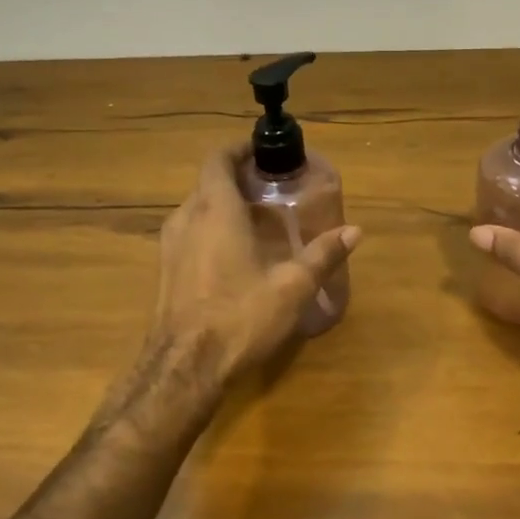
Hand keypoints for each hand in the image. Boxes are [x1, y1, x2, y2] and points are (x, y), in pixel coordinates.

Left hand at [150, 142, 360, 383]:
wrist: (183, 369)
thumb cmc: (239, 317)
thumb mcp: (292, 287)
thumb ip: (322, 255)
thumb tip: (355, 230)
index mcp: (215, 209)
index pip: (218, 158)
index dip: (240, 149)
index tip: (264, 152)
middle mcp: (186, 218)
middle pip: (209, 182)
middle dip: (239, 178)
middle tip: (273, 188)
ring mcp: (169, 245)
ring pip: (197, 208)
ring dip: (224, 204)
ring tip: (258, 219)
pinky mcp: (165, 270)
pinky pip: (189, 232)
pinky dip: (212, 228)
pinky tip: (236, 254)